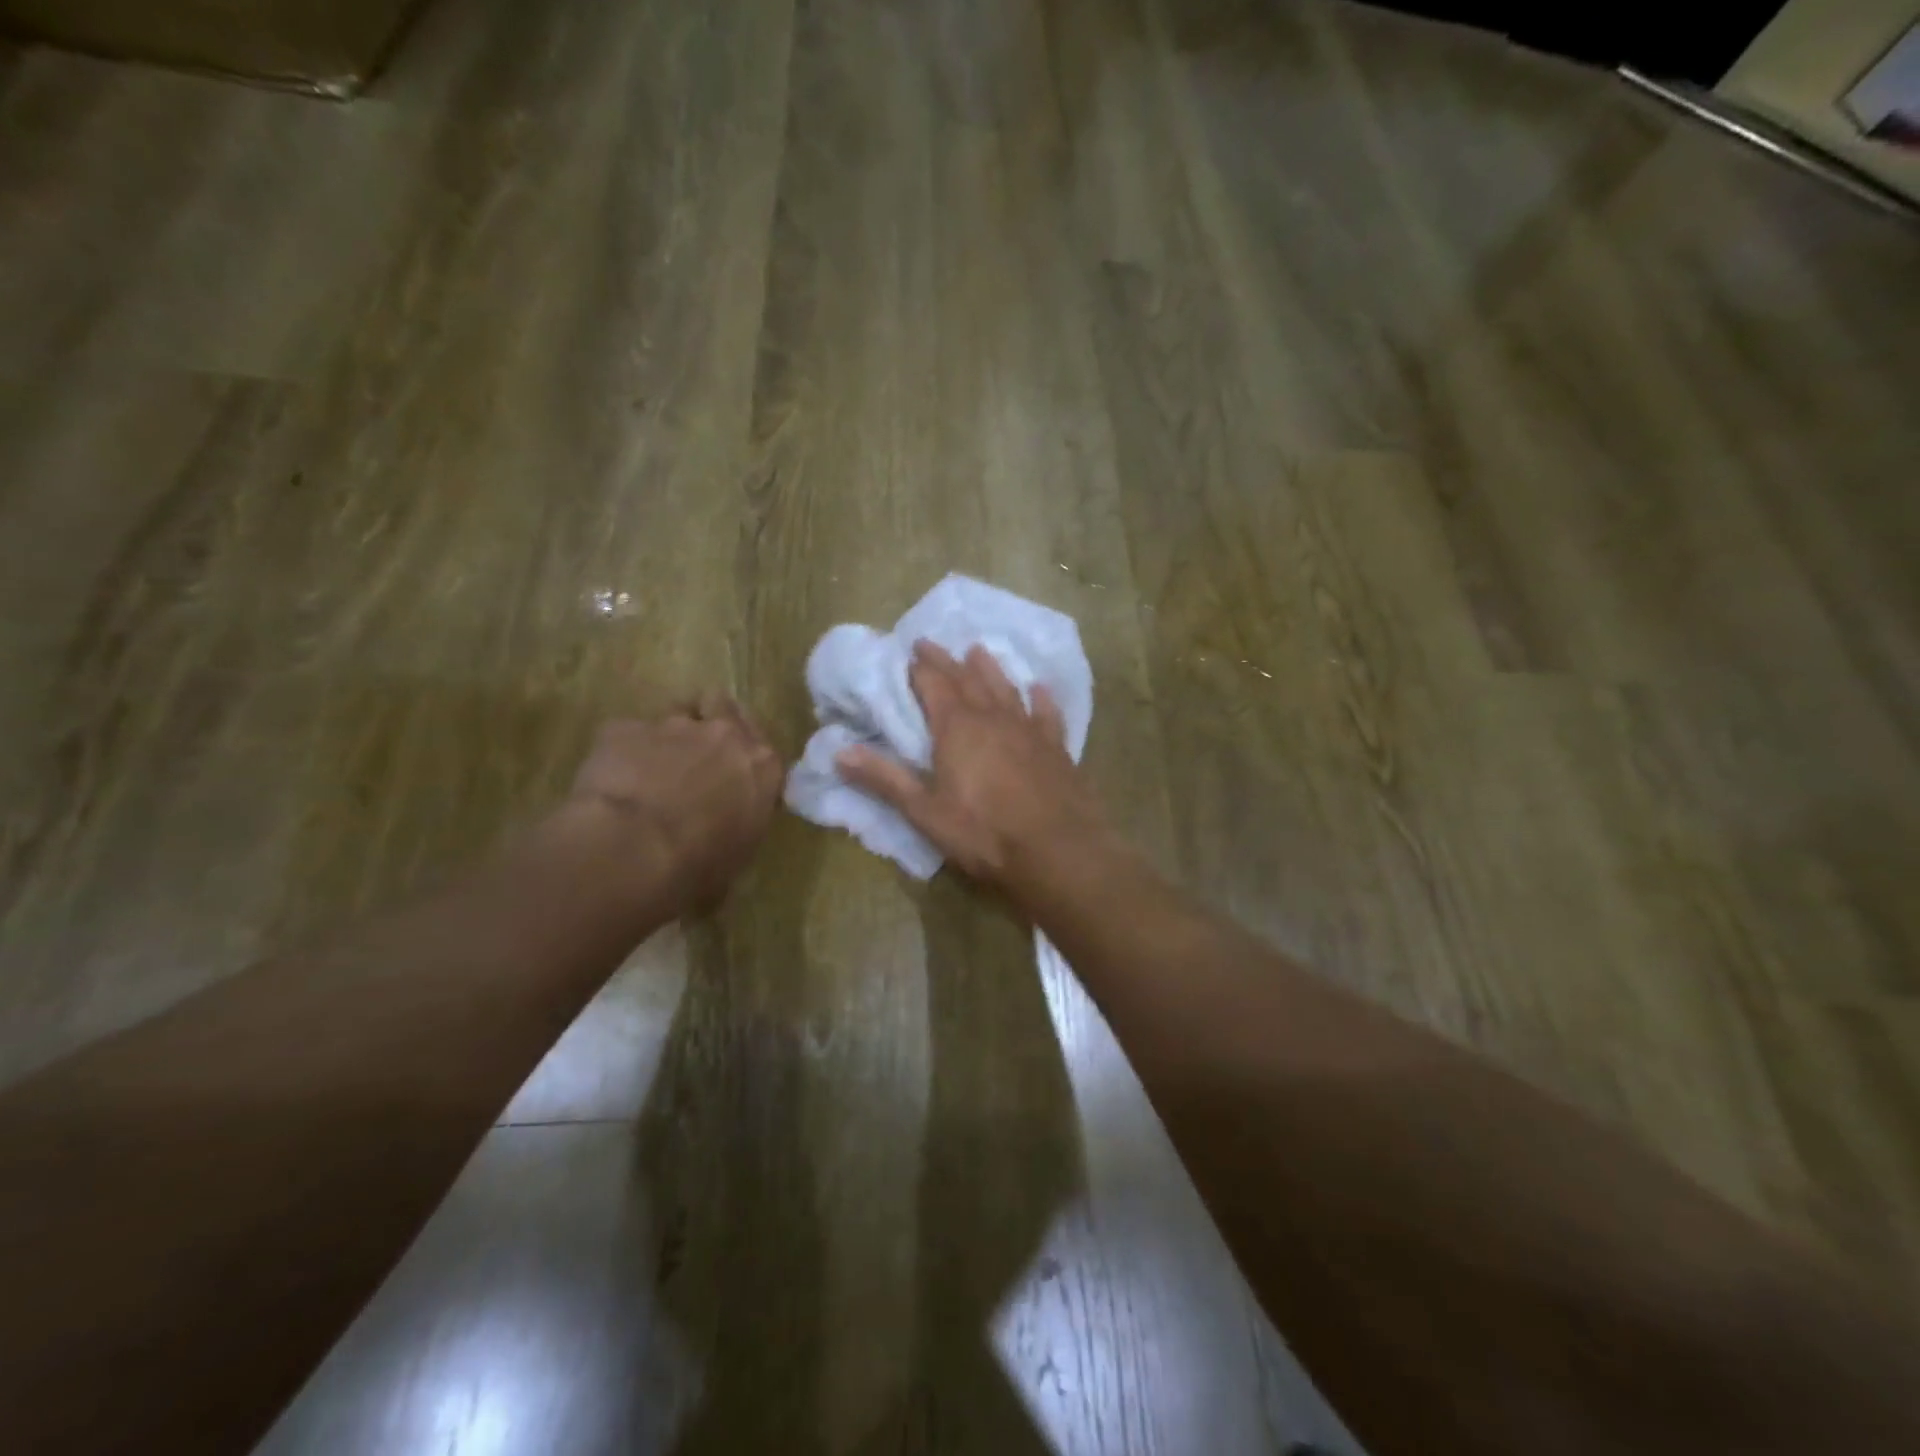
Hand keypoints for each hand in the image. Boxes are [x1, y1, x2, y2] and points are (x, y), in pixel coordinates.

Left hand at [566, 695, 781, 904]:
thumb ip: (736, 835)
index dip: (745, 763)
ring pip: (677, 711)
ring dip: (669, 734)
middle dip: (713, 724)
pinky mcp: (625, 728)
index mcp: (762, 767)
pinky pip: (626, 734)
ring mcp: (674, 725)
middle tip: (696, 756)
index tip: (733, 782)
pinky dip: (622, 752)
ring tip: (651, 765)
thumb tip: (719, 851)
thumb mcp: (735, 861)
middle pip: (725, 707)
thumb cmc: (698, 866)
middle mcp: (725, 735)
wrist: (633, 849)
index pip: (764, 752)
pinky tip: (611, 780)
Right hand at [837, 641, 1113, 890]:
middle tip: (932, 642)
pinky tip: (1040, 688)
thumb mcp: (925, 812)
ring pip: (1006, 688)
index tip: (909, 651)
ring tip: (978, 650)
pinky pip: (1047, 713)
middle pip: (967, 679)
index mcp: (957, 729)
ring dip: (990, 668)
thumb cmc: (984, 833)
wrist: (1058, 851)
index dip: (920, 668)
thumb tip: (838, 752)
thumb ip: (884, 779)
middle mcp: (993, 718)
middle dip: (947, 661)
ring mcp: (1029, 730)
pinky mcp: (1057, 747)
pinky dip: (1040, 698)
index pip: (934, 685)